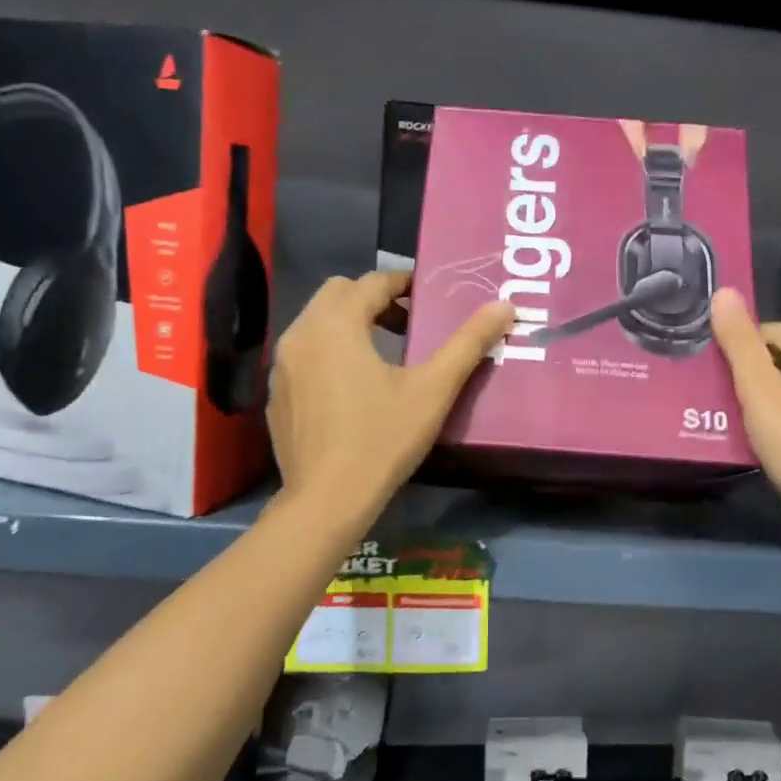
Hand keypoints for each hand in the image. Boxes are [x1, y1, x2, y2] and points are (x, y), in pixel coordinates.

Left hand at [268, 271, 513, 519]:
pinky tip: (350, 389)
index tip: (428, 299)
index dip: (404, 284)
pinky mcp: (275, 393)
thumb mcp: (433, 389)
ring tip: (382, 355)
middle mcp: (301, 332)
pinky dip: (327, 353)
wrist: (327, 499)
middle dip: (373, 300)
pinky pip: (303, 354)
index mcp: (337, 323)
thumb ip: (468, 343)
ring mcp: (282, 364)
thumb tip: (504, 306)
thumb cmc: (383, 438)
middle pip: (338, 293)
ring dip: (349, 324)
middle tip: (407, 326)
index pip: (373, 281)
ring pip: (317, 322)